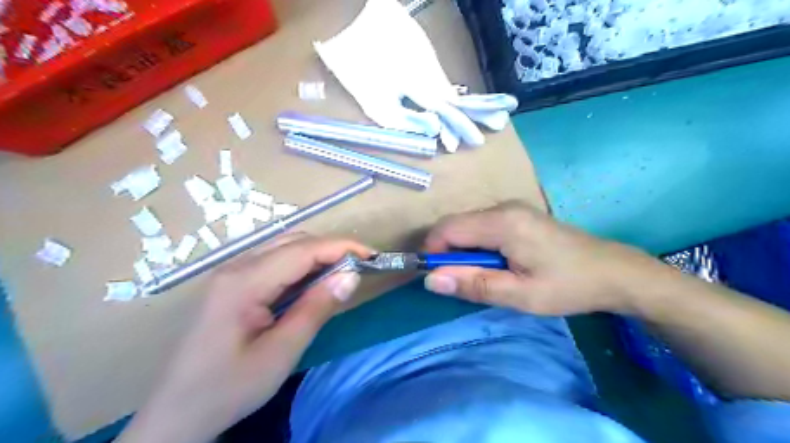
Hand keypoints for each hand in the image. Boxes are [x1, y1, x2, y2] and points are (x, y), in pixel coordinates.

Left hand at [120, 233, 373, 441]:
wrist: (175, 415)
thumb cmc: (228, 388)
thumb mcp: (281, 353)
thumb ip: (316, 309)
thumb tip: (351, 276)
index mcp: (244, 282)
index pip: (303, 250)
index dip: (341, 247)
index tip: (372, 256)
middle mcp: (236, 267)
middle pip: (293, 242)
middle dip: (331, 248)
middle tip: (361, 267)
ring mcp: (231, 273)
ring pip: (284, 247)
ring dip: (317, 255)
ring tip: (343, 273)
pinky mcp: (232, 283)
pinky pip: (274, 261)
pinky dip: (301, 265)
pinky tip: (313, 281)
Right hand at [423, 203, 661, 315]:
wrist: (613, 271)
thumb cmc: (568, 285)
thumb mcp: (520, 295)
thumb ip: (474, 285)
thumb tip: (431, 280)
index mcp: (502, 222)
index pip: (448, 228)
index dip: (433, 251)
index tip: (437, 278)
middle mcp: (503, 207)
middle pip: (456, 225)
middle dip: (449, 253)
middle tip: (465, 283)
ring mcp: (512, 208)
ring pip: (468, 226)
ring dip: (465, 251)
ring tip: (485, 276)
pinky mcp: (518, 214)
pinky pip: (483, 226)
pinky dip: (478, 246)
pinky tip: (498, 264)